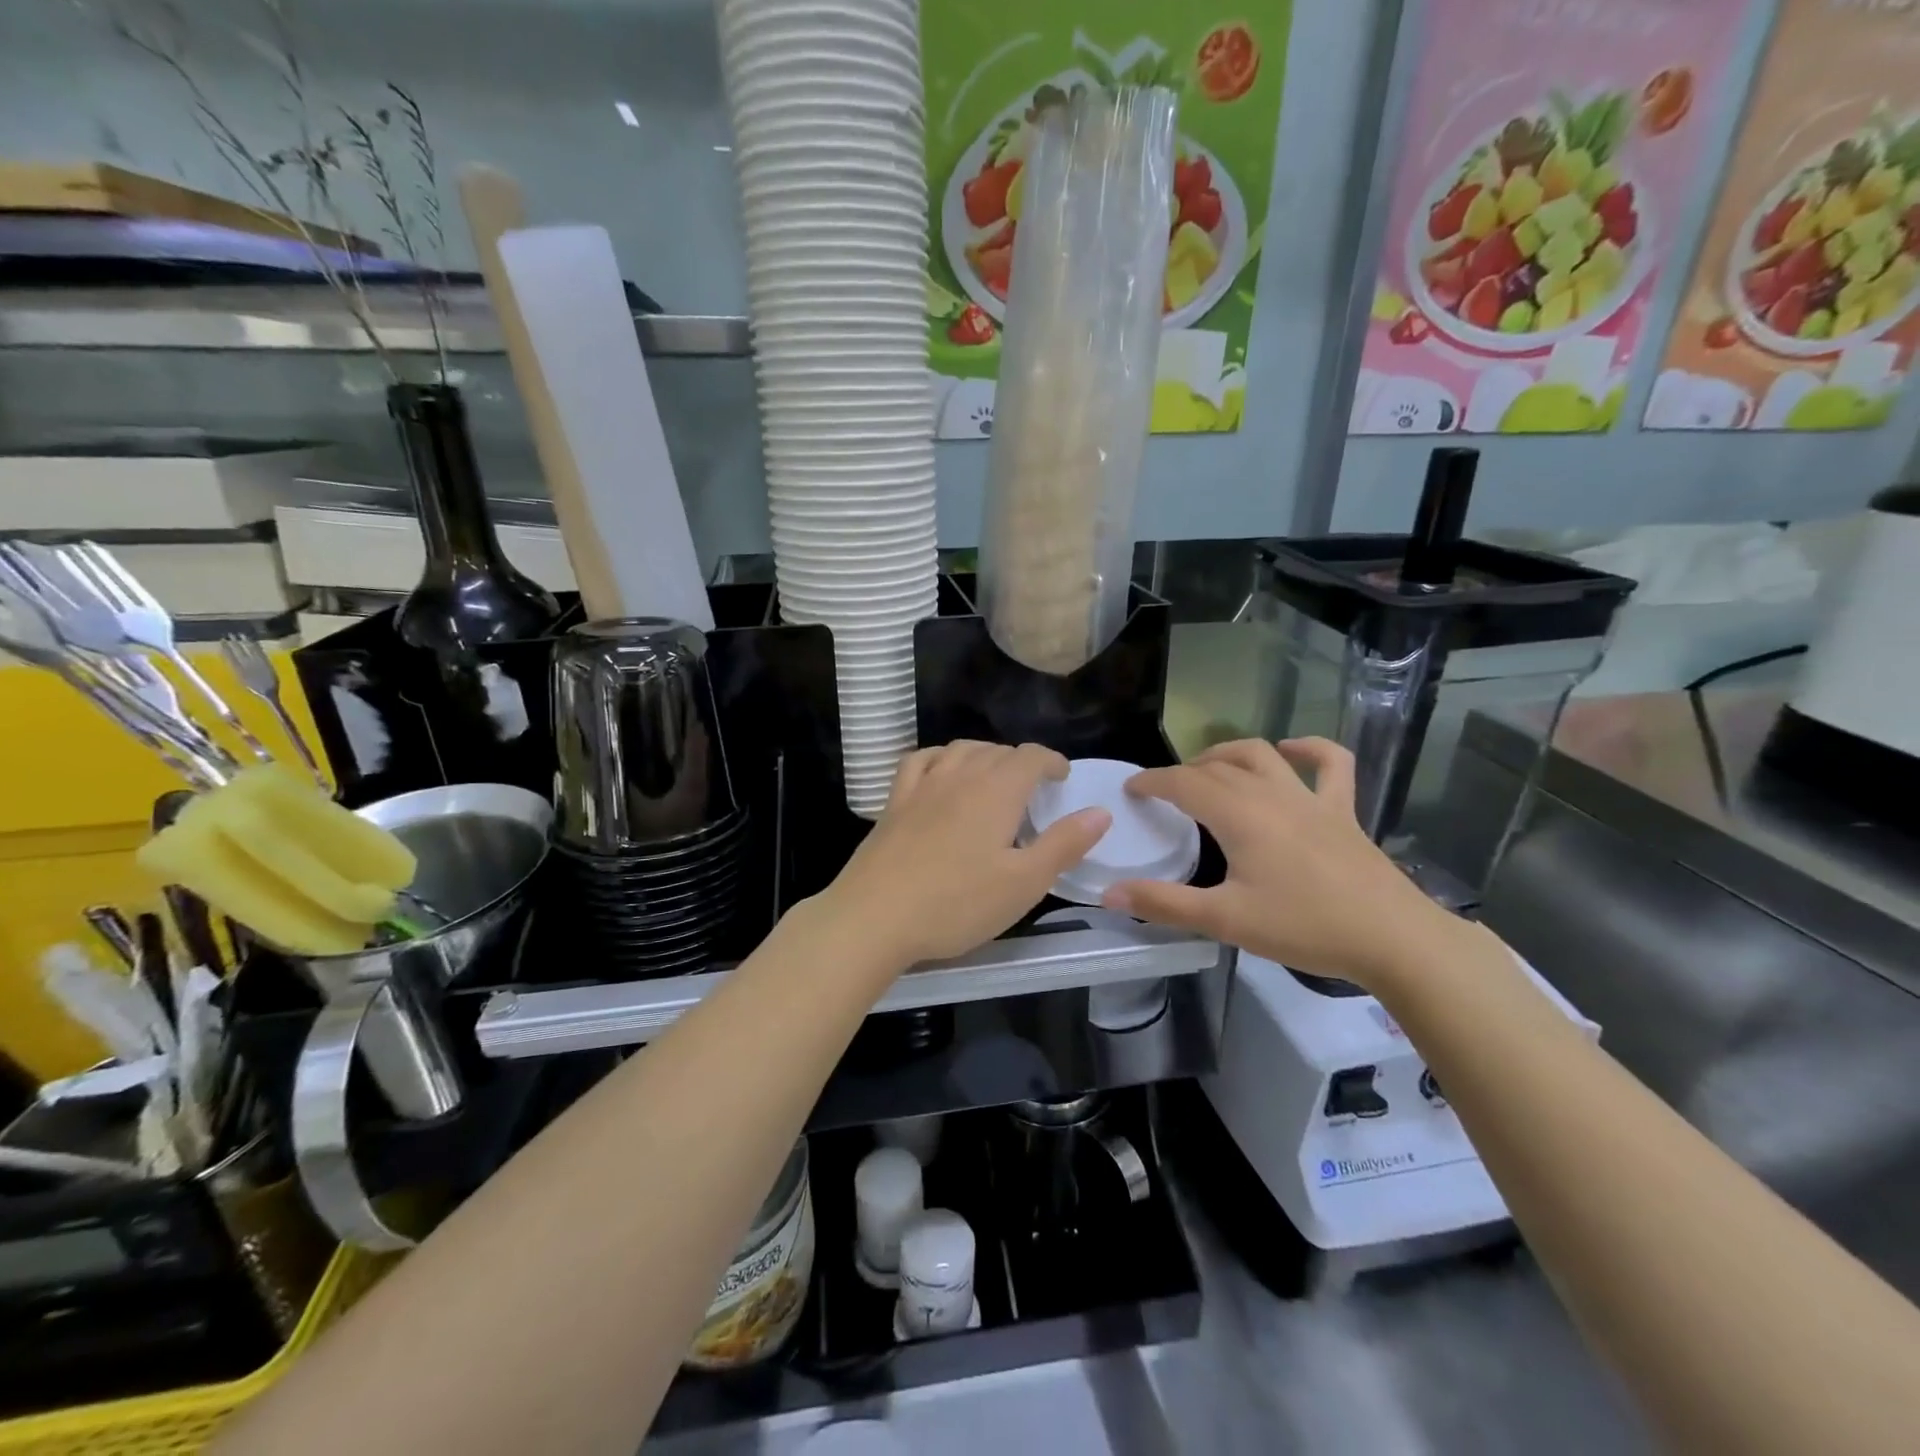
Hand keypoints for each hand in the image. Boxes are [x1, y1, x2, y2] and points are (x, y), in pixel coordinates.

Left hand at [818, 741, 1110, 968]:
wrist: (874, 917)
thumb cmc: (956, 904)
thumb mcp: (1024, 883)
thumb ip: (1064, 845)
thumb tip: (1100, 812)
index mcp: (996, 792)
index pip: (1030, 756)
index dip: (1051, 761)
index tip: (1062, 777)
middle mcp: (959, 776)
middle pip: (996, 751)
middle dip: (1020, 761)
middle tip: (1033, 788)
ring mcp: (921, 787)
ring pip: (959, 750)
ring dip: (983, 754)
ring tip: (993, 776)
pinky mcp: (893, 803)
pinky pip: (919, 761)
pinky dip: (938, 758)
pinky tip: (940, 771)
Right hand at [1104, 738, 1464, 989]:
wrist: (1393, 939)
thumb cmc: (1304, 927)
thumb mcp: (1225, 920)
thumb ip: (1164, 904)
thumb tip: (1109, 893)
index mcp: (1239, 815)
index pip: (1183, 783)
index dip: (1152, 782)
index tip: (1131, 789)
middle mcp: (1271, 794)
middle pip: (1216, 767)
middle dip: (1183, 773)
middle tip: (1163, 794)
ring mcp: (1310, 799)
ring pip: (1261, 755)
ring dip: (1228, 754)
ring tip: (1207, 767)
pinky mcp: (1343, 811)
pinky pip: (1331, 764)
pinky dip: (1309, 749)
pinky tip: (1291, 749)